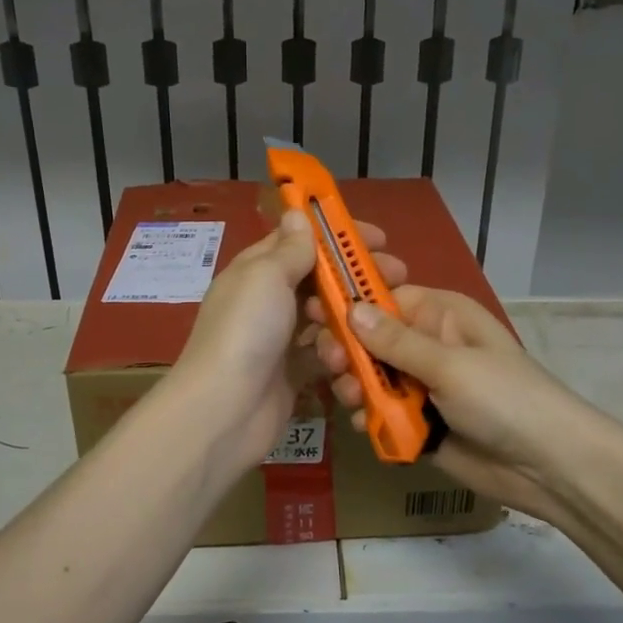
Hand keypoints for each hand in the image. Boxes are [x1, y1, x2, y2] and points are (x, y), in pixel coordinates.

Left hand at [171, 211, 406, 475]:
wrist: (224, 410)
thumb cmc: (246, 331)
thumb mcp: (267, 276)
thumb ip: (290, 249)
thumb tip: (296, 212)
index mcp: (256, 271)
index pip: (299, 241)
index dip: (337, 236)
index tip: (378, 239)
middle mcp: (267, 302)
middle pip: (318, 280)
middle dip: (356, 276)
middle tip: (397, 276)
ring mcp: (279, 340)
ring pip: (326, 318)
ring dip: (352, 316)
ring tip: (382, 317)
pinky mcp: (293, 374)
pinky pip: (324, 354)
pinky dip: (342, 352)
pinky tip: (362, 353)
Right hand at [315, 286, 598, 521]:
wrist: (547, 467)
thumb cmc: (504, 399)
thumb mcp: (450, 365)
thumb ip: (396, 342)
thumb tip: (350, 308)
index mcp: (440, 315)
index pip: (382, 299)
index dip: (349, 307)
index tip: (316, 318)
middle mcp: (427, 344)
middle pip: (369, 339)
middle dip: (348, 352)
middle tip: (334, 367)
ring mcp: (421, 385)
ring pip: (370, 376)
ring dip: (355, 386)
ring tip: (354, 400)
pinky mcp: (417, 421)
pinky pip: (380, 412)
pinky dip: (369, 416)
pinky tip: (366, 424)